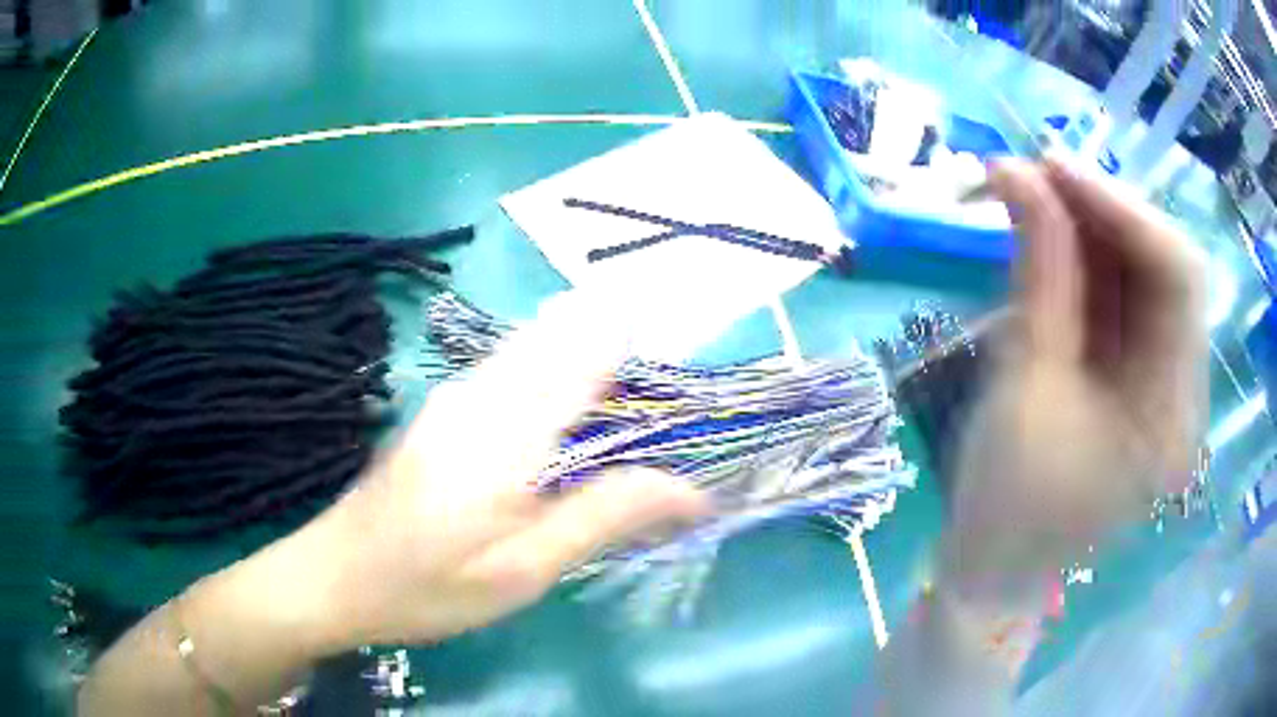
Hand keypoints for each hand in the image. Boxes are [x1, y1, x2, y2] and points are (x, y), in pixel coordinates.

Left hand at [299, 295, 705, 650]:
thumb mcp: (525, 570)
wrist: (335, 577)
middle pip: (567, 332)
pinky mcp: (446, 408)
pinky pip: (516, 367)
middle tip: (671, 394)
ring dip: (593, 359)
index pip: (592, 348)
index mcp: (508, 427)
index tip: (691, 359)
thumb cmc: (429, 587)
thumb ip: (606, 516)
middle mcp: (482, 389)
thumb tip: (694, 489)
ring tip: (635, 402)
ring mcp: (457, 393)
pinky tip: (575, 416)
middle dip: (625, 346)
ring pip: (541, 345)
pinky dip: (560, 374)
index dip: (647, 339)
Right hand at [944, 156, 1207, 600]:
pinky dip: (1087, 262)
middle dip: (1102, 212)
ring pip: (1143, 276)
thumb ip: (1037, 269)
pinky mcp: (1140, 382)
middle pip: (1165, 268)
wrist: (994, 570)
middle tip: (1032, 176)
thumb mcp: (1023, 381)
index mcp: (1171, 416)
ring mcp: (1164, 386)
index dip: (1122, 207)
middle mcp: (1183, 392)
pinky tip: (1047, 242)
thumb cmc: (1004, 505)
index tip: (1050, 164)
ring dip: (1090, 229)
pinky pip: (1125, 300)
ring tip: (1029, 199)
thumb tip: (1018, 171)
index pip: (1178, 276)